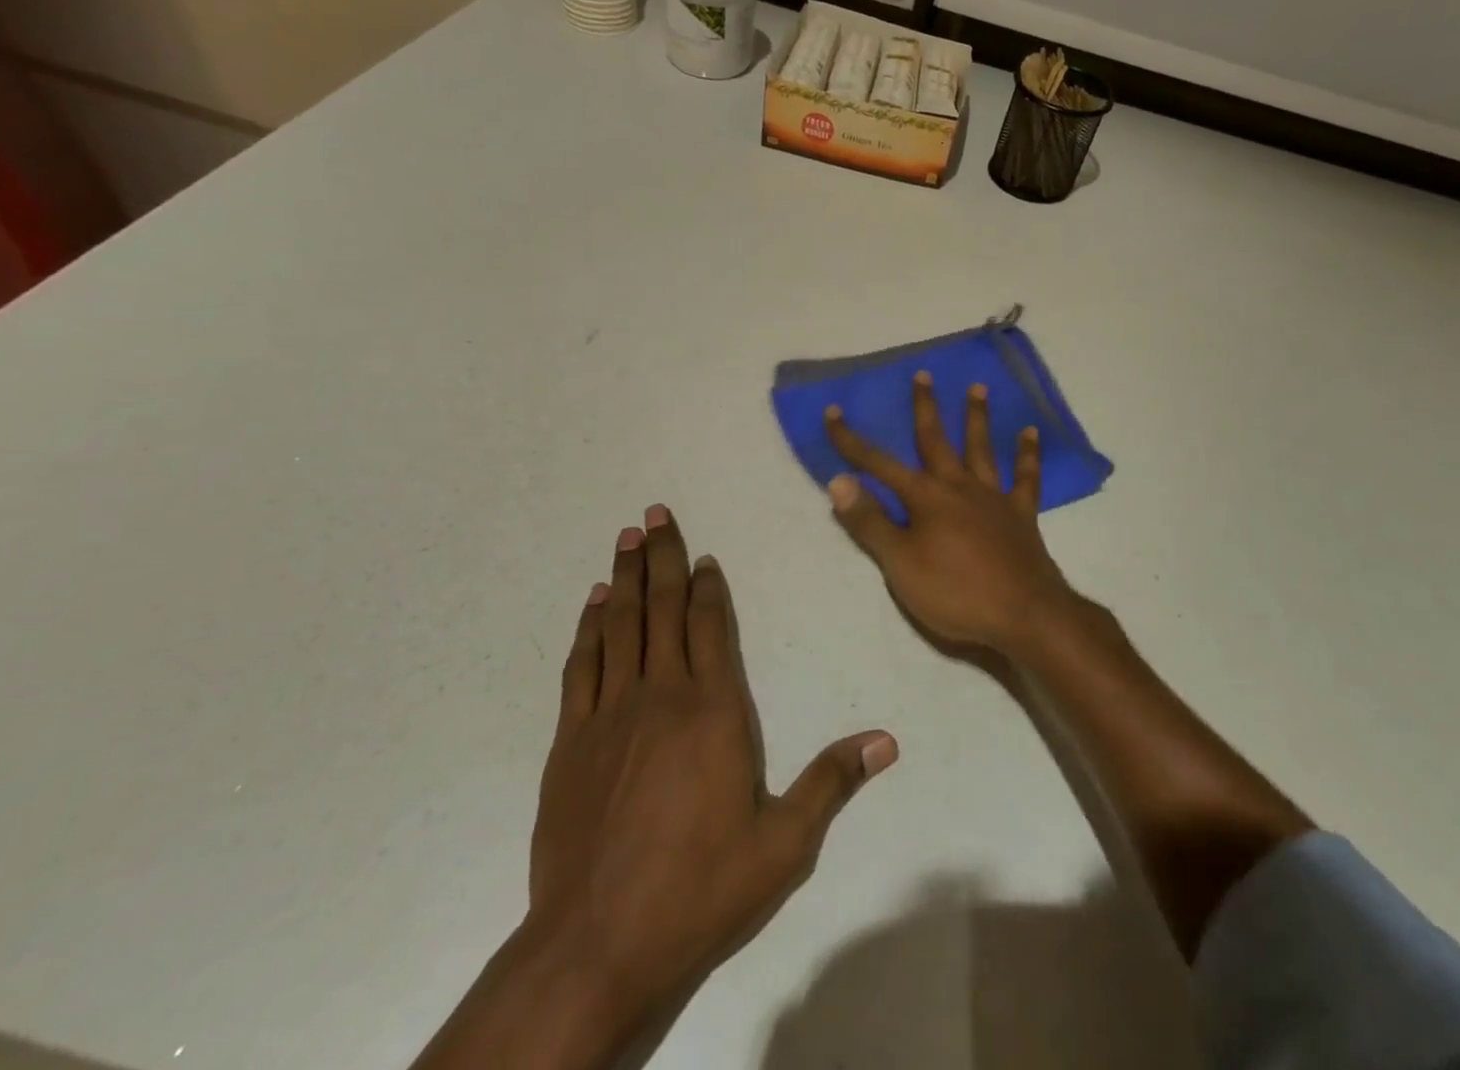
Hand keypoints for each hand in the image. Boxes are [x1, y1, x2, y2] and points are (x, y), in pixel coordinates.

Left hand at [487, 508, 895, 1065]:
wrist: (596, 946)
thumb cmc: (700, 890)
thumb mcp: (783, 844)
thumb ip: (832, 782)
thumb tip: (887, 740)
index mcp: (715, 710)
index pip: (713, 627)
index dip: (710, 587)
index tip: (706, 555)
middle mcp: (662, 695)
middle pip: (665, 609)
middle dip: (664, 558)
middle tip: (655, 513)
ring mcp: (611, 714)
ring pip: (622, 625)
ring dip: (627, 577)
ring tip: (628, 537)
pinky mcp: (572, 741)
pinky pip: (583, 665)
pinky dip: (590, 626)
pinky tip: (594, 602)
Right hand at [824, 372, 1072, 651]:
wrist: (1024, 614)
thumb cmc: (955, 592)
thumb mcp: (900, 564)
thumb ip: (870, 522)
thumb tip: (838, 481)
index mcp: (925, 498)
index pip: (879, 464)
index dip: (852, 441)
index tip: (833, 412)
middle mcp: (959, 486)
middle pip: (936, 440)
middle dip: (925, 407)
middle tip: (923, 374)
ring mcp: (993, 497)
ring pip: (981, 448)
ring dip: (977, 417)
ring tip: (978, 387)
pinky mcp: (1021, 514)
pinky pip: (1026, 477)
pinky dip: (1028, 454)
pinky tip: (1030, 432)